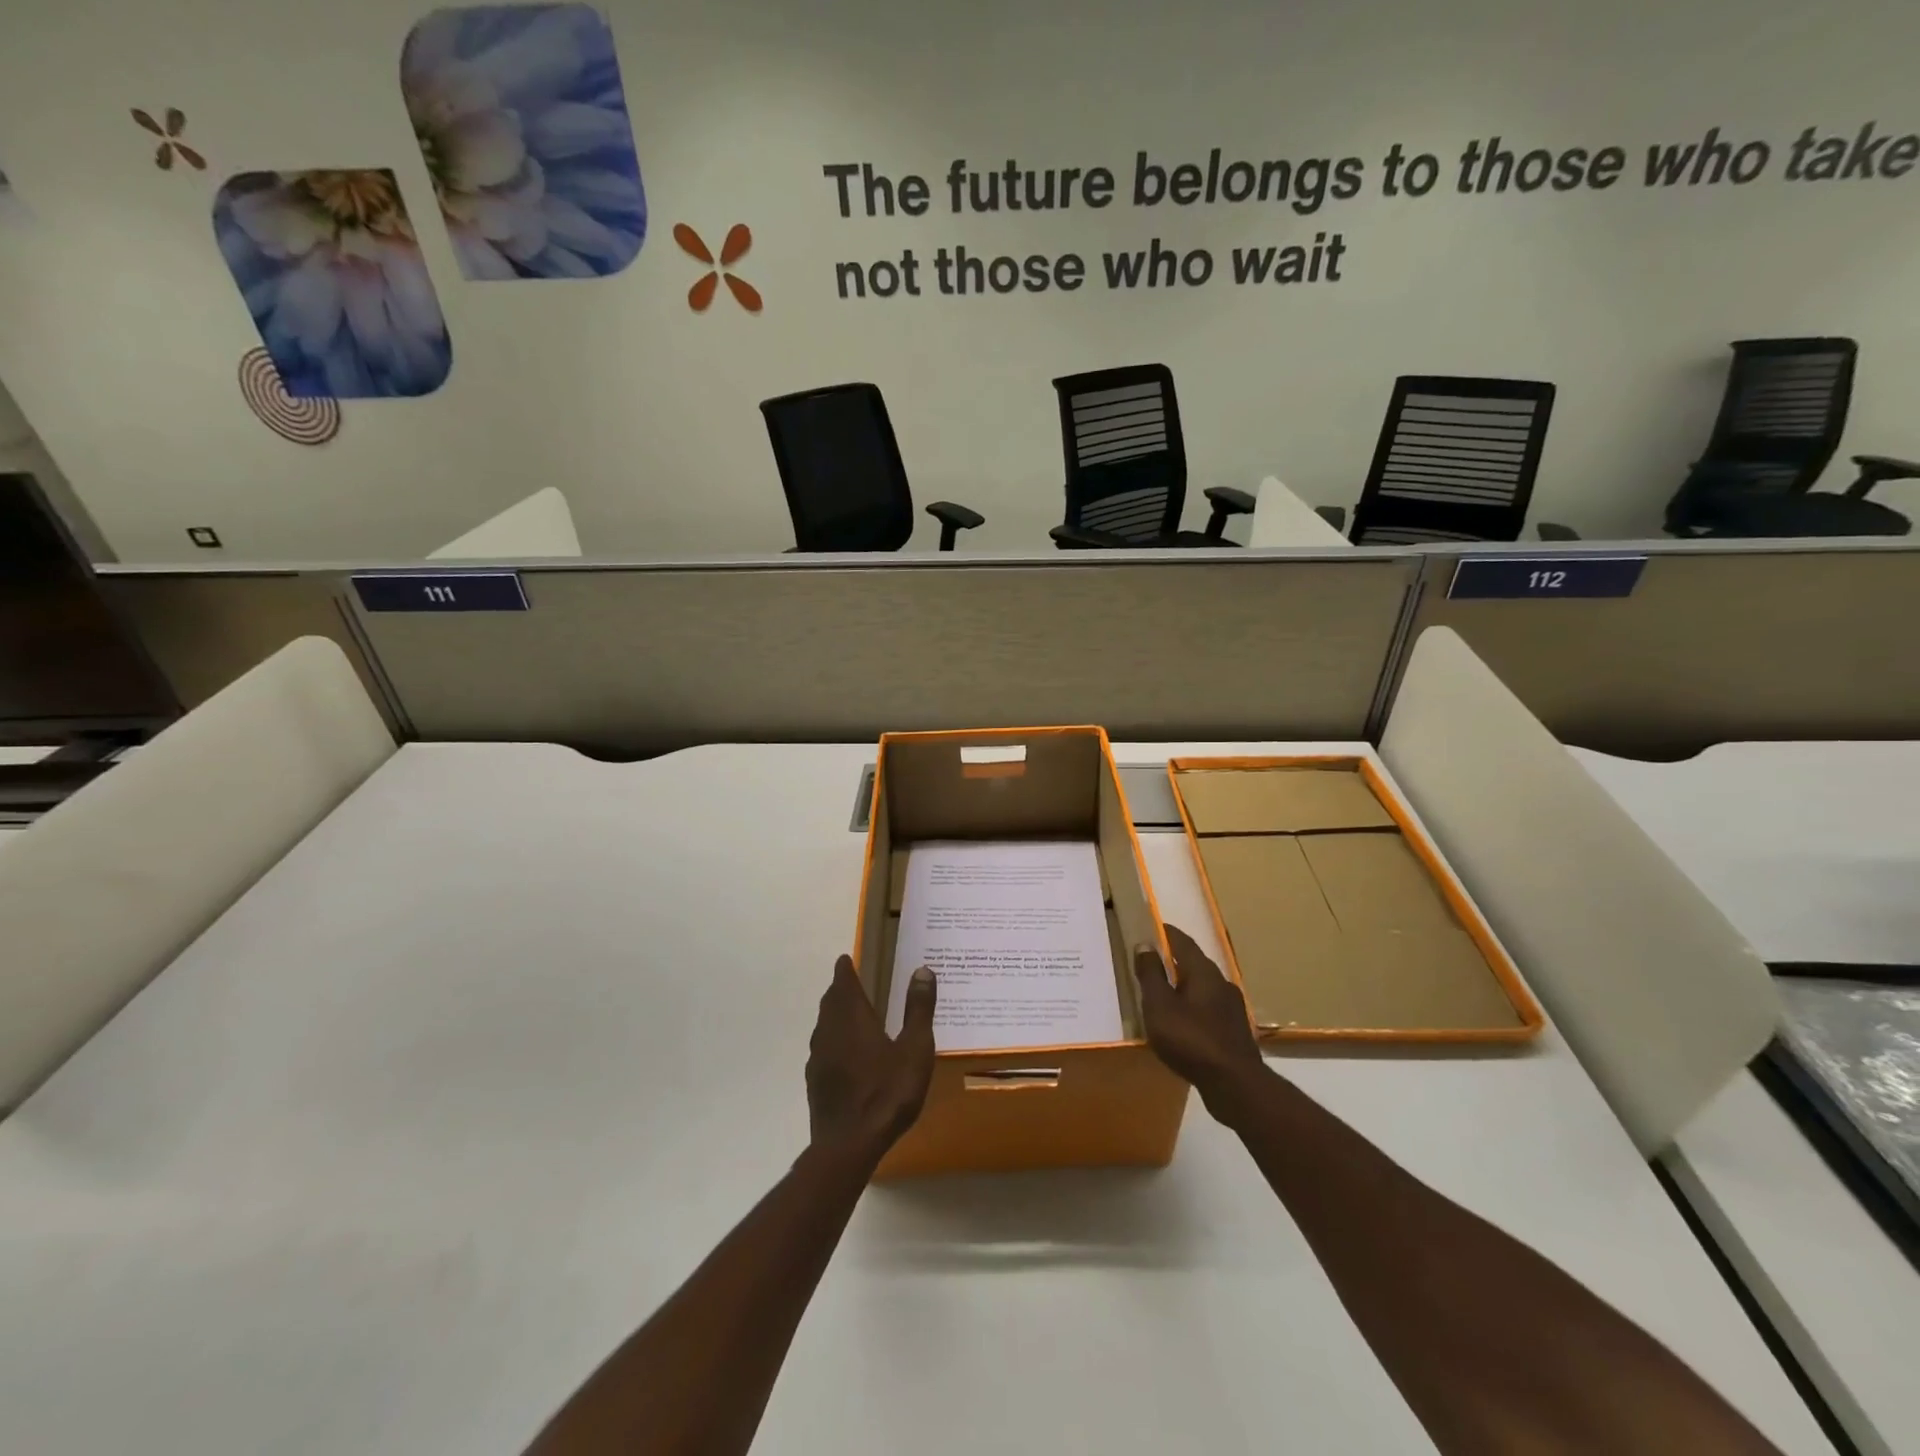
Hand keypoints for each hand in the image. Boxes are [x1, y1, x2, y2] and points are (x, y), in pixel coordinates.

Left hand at [806, 957, 936, 1163]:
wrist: (849, 1145)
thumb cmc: (887, 1093)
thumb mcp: (914, 1049)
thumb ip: (918, 1009)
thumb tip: (922, 970)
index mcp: (852, 1017)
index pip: (843, 982)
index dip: (845, 969)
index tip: (846, 959)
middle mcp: (829, 1031)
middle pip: (831, 1002)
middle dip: (840, 990)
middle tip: (851, 982)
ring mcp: (818, 1058)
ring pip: (824, 1025)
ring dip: (835, 1015)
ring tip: (850, 1015)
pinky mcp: (815, 1082)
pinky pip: (823, 1049)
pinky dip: (834, 1040)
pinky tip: (846, 1055)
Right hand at [1133, 924, 1265, 1120]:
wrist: (1235, 1084)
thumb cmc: (1191, 1039)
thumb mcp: (1159, 1006)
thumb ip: (1151, 974)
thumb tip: (1144, 944)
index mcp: (1203, 971)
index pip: (1182, 941)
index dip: (1165, 933)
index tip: (1150, 928)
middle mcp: (1221, 982)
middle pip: (1194, 963)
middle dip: (1173, 960)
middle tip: (1151, 962)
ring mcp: (1232, 1007)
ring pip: (1203, 987)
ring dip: (1184, 986)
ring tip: (1164, 993)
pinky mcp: (1235, 1030)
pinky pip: (1209, 1008)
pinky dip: (1193, 1007)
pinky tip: (1183, 1022)